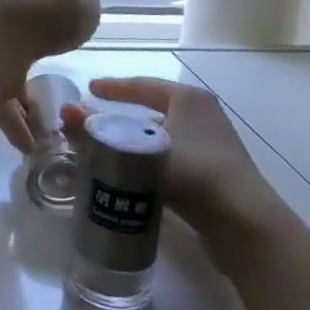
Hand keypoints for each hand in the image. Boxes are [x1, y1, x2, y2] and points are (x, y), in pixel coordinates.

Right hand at [66, 77, 281, 237]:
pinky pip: (171, 158)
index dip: (113, 88)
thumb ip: (99, 133)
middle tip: (94, 122)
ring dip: (135, 142)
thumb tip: (64, 112)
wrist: (244, 224)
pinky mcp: (214, 174)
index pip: (142, 85)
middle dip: (122, 117)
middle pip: (152, 110)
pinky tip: (132, 176)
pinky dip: (149, 161)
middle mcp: (203, 115)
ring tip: (106, 150)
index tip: (89, 89)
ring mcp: (212, 145)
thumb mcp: (140, 150)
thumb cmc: (193, 174)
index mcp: (189, 98)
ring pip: (161, 137)